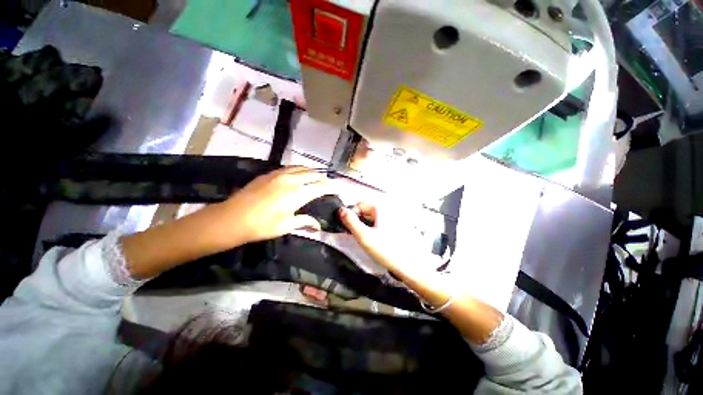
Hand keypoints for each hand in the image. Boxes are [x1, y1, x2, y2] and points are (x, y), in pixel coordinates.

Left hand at [220, 166, 331, 243]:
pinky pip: (289, 168)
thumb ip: (305, 222)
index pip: (320, 187)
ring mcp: (279, 175)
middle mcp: (292, 180)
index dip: (330, 187)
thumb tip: (318, 226)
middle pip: (312, 174)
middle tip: (327, 182)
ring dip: (311, 171)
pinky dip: (298, 169)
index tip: (336, 188)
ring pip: (301, 168)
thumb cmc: (262, 225)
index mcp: (299, 194)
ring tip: (315, 175)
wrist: (232, 218)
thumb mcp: (286, 226)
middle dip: (322, 177)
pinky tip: (297, 173)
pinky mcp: (268, 174)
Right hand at [340, 203, 452, 300]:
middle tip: (359, 236)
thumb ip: (350, 222)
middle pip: (367, 211)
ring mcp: (394, 218)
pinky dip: (375, 230)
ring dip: (367, 227)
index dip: (352, 215)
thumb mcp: (364, 236)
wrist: (410, 265)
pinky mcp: (397, 227)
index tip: (350, 229)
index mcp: (381, 208)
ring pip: (373, 219)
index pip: (359, 205)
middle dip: (360, 222)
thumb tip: (341, 210)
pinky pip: (381, 224)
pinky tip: (377, 242)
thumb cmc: (386, 249)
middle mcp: (388, 209)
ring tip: (368, 241)